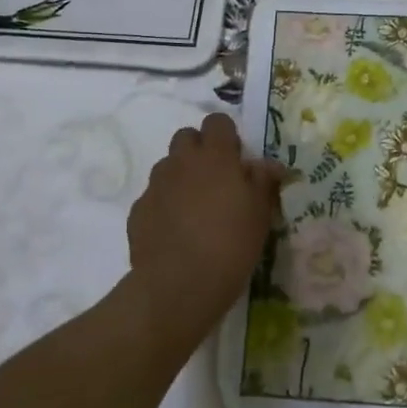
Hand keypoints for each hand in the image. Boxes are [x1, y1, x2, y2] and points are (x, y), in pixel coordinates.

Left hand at [124, 113, 284, 355]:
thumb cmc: (230, 244)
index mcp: (215, 156)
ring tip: (195, 208)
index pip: (217, 122)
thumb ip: (263, 181)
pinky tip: (175, 231)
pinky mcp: (138, 210)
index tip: (237, 159)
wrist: (178, 285)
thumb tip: (268, 164)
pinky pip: (154, 196)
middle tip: (216, 180)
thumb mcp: (260, 214)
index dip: (227, 135)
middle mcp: (182, 162)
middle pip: (186, 137)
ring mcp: (156, 185)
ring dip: (181, 176)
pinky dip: (165, 205)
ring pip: (168, 166)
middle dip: (200, 150)